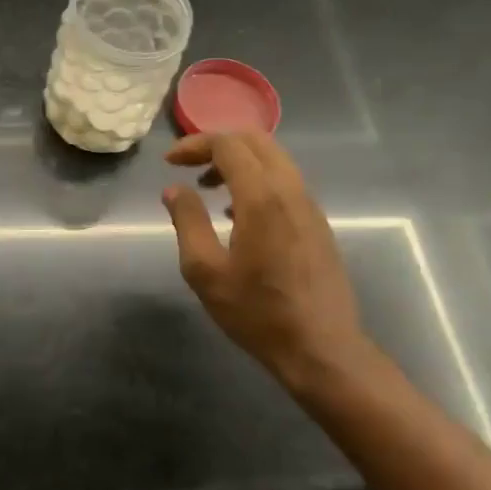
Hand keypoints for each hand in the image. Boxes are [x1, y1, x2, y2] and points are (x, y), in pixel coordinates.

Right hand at [162, 132, 368, 384]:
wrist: (321, 348)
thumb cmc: (257, 312)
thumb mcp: (206, 272)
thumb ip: (188, 222)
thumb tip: (174, 190)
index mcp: (262, 197)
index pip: (228, 145)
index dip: (194, 145)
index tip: (170, 163)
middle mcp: (290, 190)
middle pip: (256, 141)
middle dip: (218, 144)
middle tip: (189, 166)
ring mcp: (310, 206)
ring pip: (274, 159)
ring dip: (239, 161)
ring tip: (210, 188)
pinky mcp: (317, 223)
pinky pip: (285, 182)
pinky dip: (258, 179)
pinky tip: (238, 214)